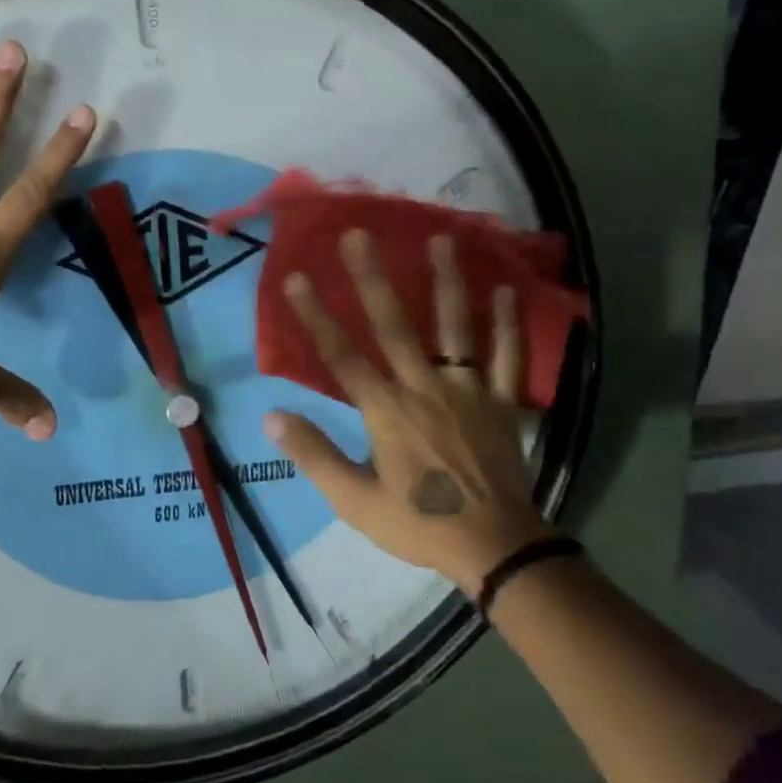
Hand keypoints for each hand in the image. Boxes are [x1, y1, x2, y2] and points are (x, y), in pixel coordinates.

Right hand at [263, 230, 550, 593]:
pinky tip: (506, 290)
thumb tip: (272, 416)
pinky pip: (507, 357)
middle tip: (359, 234)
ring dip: (447, 281)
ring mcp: (468, 390)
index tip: (297, 278)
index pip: (342, 356)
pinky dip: (509, 323)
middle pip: (395, 325)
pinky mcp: (501, 402)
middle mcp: (424, 387)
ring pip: (456, 327)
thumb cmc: (420, 523)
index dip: (316, 316)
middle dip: (373, 278)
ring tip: (441, 238)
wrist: (494, 548)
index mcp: (386, 411)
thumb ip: (314, 455)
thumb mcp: (355, 501)